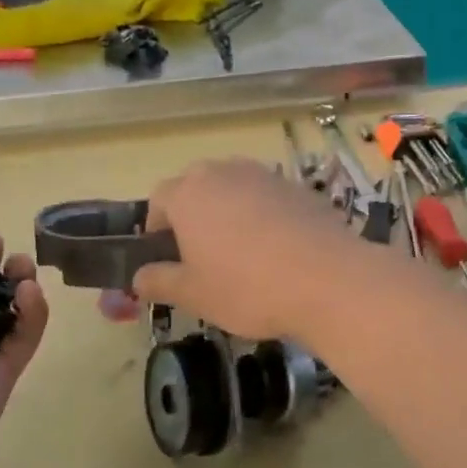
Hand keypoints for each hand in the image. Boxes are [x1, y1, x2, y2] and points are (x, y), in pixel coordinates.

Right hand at [130, 158, 366, 341]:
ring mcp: (266, 175)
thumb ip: (159, 281)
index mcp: (189, 193)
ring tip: (243, 254)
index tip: (168, 257)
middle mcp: (225, 172)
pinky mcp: (299, 187)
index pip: (158, 199)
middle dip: (194, 215)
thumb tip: (138, 277)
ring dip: (230, 213)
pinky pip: (268, 198)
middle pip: (197, 187)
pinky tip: (279, 251)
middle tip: (203, 256)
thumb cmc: (247, 288)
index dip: (157, 228)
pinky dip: (265, 216)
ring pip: (235, 189)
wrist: (328, 279)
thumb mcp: (193, 295)